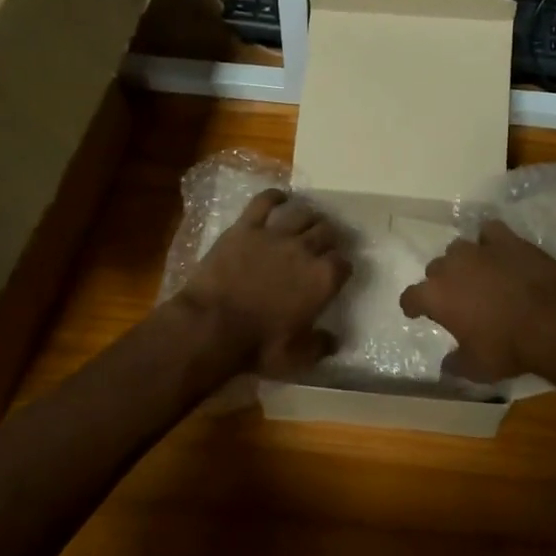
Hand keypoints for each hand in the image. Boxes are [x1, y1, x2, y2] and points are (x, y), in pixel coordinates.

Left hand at [180, 190, 350, 376]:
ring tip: (309, 219)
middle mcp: (305, 250)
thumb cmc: (258, 345)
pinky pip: (264, 202)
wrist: (212, 325)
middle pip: (328, 231)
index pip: (344, 263)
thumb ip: (320, 346)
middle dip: (330, 236)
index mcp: (323, 279)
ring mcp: (275, 235)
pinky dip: (274, 196)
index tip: (338, 272)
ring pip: (302, 213)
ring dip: (310, 215)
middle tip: (326, 242)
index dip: (342, 267)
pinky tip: (280, 197)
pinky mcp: (246, 227)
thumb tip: (335, 340)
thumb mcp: (297, 358)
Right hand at [399, 220, 555, 383]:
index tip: (417, 312)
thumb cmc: (508, 347)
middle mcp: (450, 266)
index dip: (413, 306)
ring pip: (458, 249)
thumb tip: (446, 365)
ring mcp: (478, 249)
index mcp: (435, 296)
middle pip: (435, 269)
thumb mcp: (477, 368)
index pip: (410, 297)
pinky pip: (489, 232)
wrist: (553, 320)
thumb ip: (456, 363)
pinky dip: (490, 241)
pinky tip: (498, 252)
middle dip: (441, 283)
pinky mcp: (506, 239)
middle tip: (456, 298)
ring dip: (463, 262)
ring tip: (477, 275)